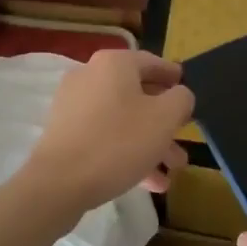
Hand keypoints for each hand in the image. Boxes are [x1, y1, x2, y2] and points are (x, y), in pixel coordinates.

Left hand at [22, 50, 193, 211]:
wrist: (59, 182)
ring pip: (122, 120)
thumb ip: (181, 99)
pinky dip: (126, 153)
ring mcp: (74, 106)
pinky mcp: (65, 133)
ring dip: (150, 143)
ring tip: (171, 171)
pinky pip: (104, 137)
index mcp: (114, 64)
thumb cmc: (119, 142)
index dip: (173, 77)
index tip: (187, 91)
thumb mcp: (164, 118)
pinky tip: (148, 183)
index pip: (152, 62)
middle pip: (137, 95)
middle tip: (183, 140)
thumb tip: (179, 95)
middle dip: (164, 122)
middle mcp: (90, 76)